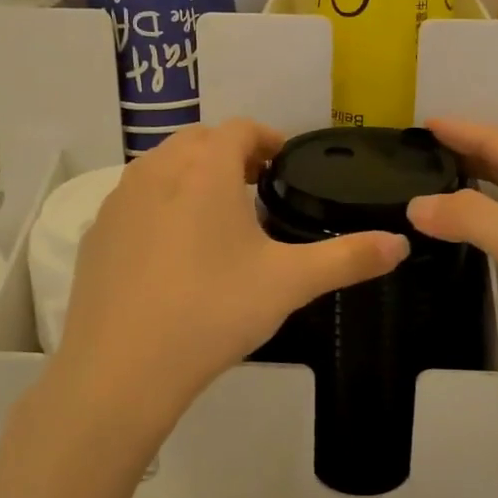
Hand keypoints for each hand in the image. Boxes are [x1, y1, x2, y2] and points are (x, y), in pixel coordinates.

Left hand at [52, 119, 409, 434]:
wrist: (122, 369)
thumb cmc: (213, 311)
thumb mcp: (289, 283)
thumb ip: (349, 258)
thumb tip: (400, 243)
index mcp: (204, 169)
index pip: (240, 128)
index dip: (268, 137)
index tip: (285, 163)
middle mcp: (157, 170)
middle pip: (198, 140)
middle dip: (230, 153)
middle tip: (256, 185)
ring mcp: (119, 200)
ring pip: (162, 166)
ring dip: (192, 174)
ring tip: (217, 214)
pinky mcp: (96, 233)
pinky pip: (134, 199)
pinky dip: (159, 203)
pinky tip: (173, 250)